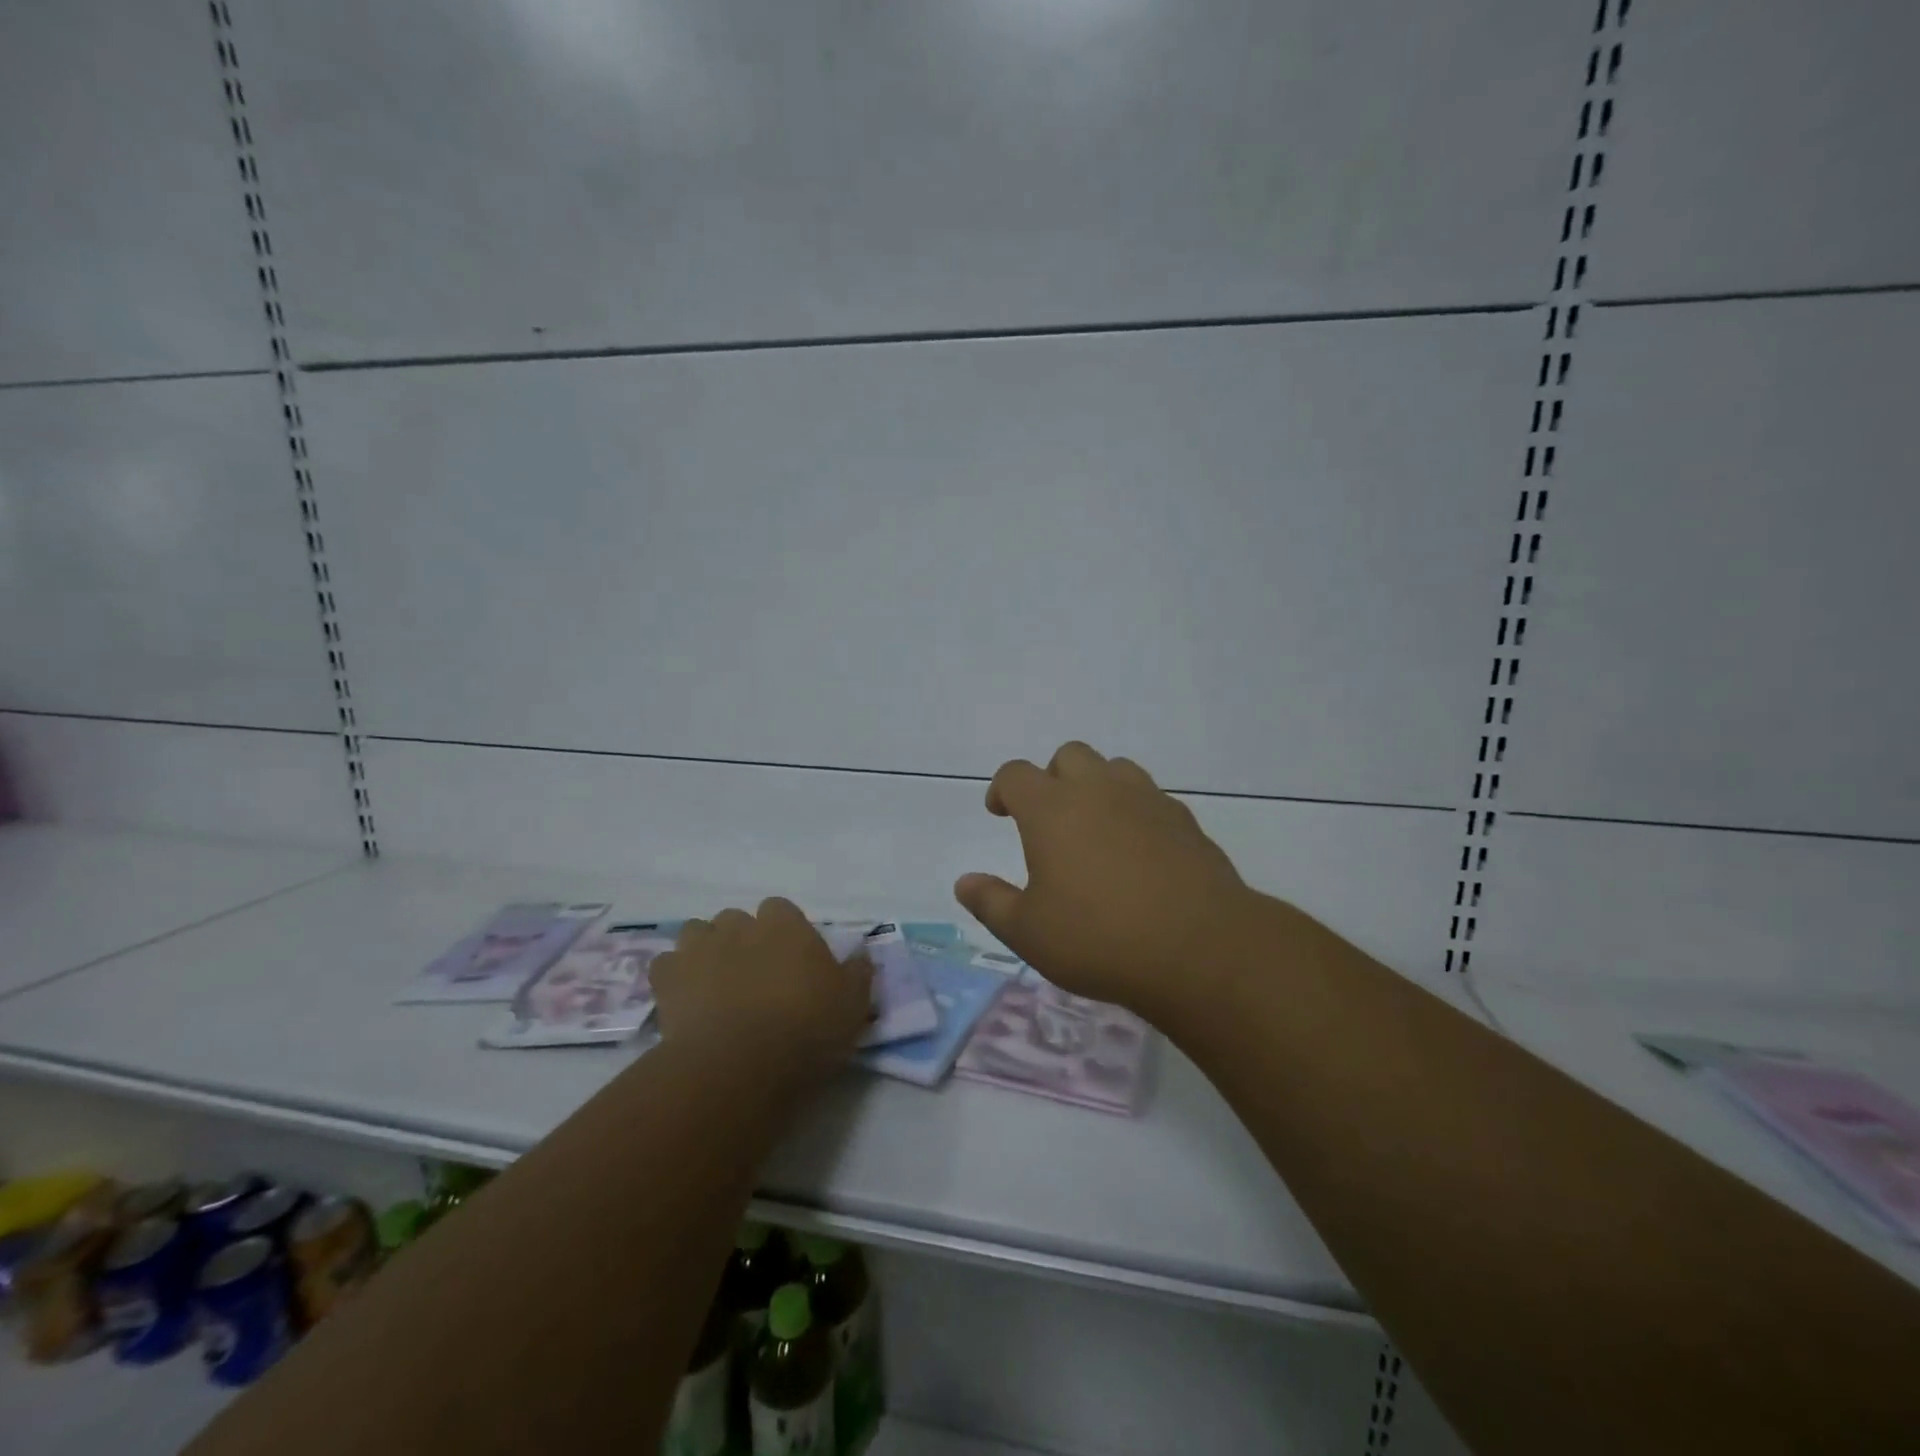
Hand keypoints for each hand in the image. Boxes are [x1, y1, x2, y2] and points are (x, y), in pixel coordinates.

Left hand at [651, 899, 871, 1077]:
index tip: (789, 961)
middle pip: (736, 919)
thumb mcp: (853, 1003)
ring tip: (714, 984)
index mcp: (785, 925)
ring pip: (697, 933)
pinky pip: (665, 965)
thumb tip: (862, 953)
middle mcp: (740, 925)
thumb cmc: (806, 1028)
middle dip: (741, 939)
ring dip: (704, 950)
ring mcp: (700, 948)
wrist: (741, 1062)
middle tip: (753, 976)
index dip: (782, 932)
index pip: (780, 909)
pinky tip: (684, 1000)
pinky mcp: (668, 978)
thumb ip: (858, 972)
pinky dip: (673, 977)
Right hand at [954, 741, 1255, 1018]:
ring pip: (1115, 768)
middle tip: (1049, 819)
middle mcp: (1098, 790)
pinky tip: (1138, 852)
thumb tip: (964, 882)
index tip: (1000, 812)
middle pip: (1069, 756)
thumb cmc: (1098, 938)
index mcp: (1052, 809)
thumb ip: (991, 902)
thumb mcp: (1028, 932)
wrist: (1199, 948)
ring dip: (1097, 786)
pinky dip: (1135, 811)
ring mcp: (1146, 800)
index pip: (1016, 775)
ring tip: (1095, 829)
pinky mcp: (1184, 820)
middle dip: (1053, 778)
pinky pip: (1151, 798)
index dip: (1002, 789)